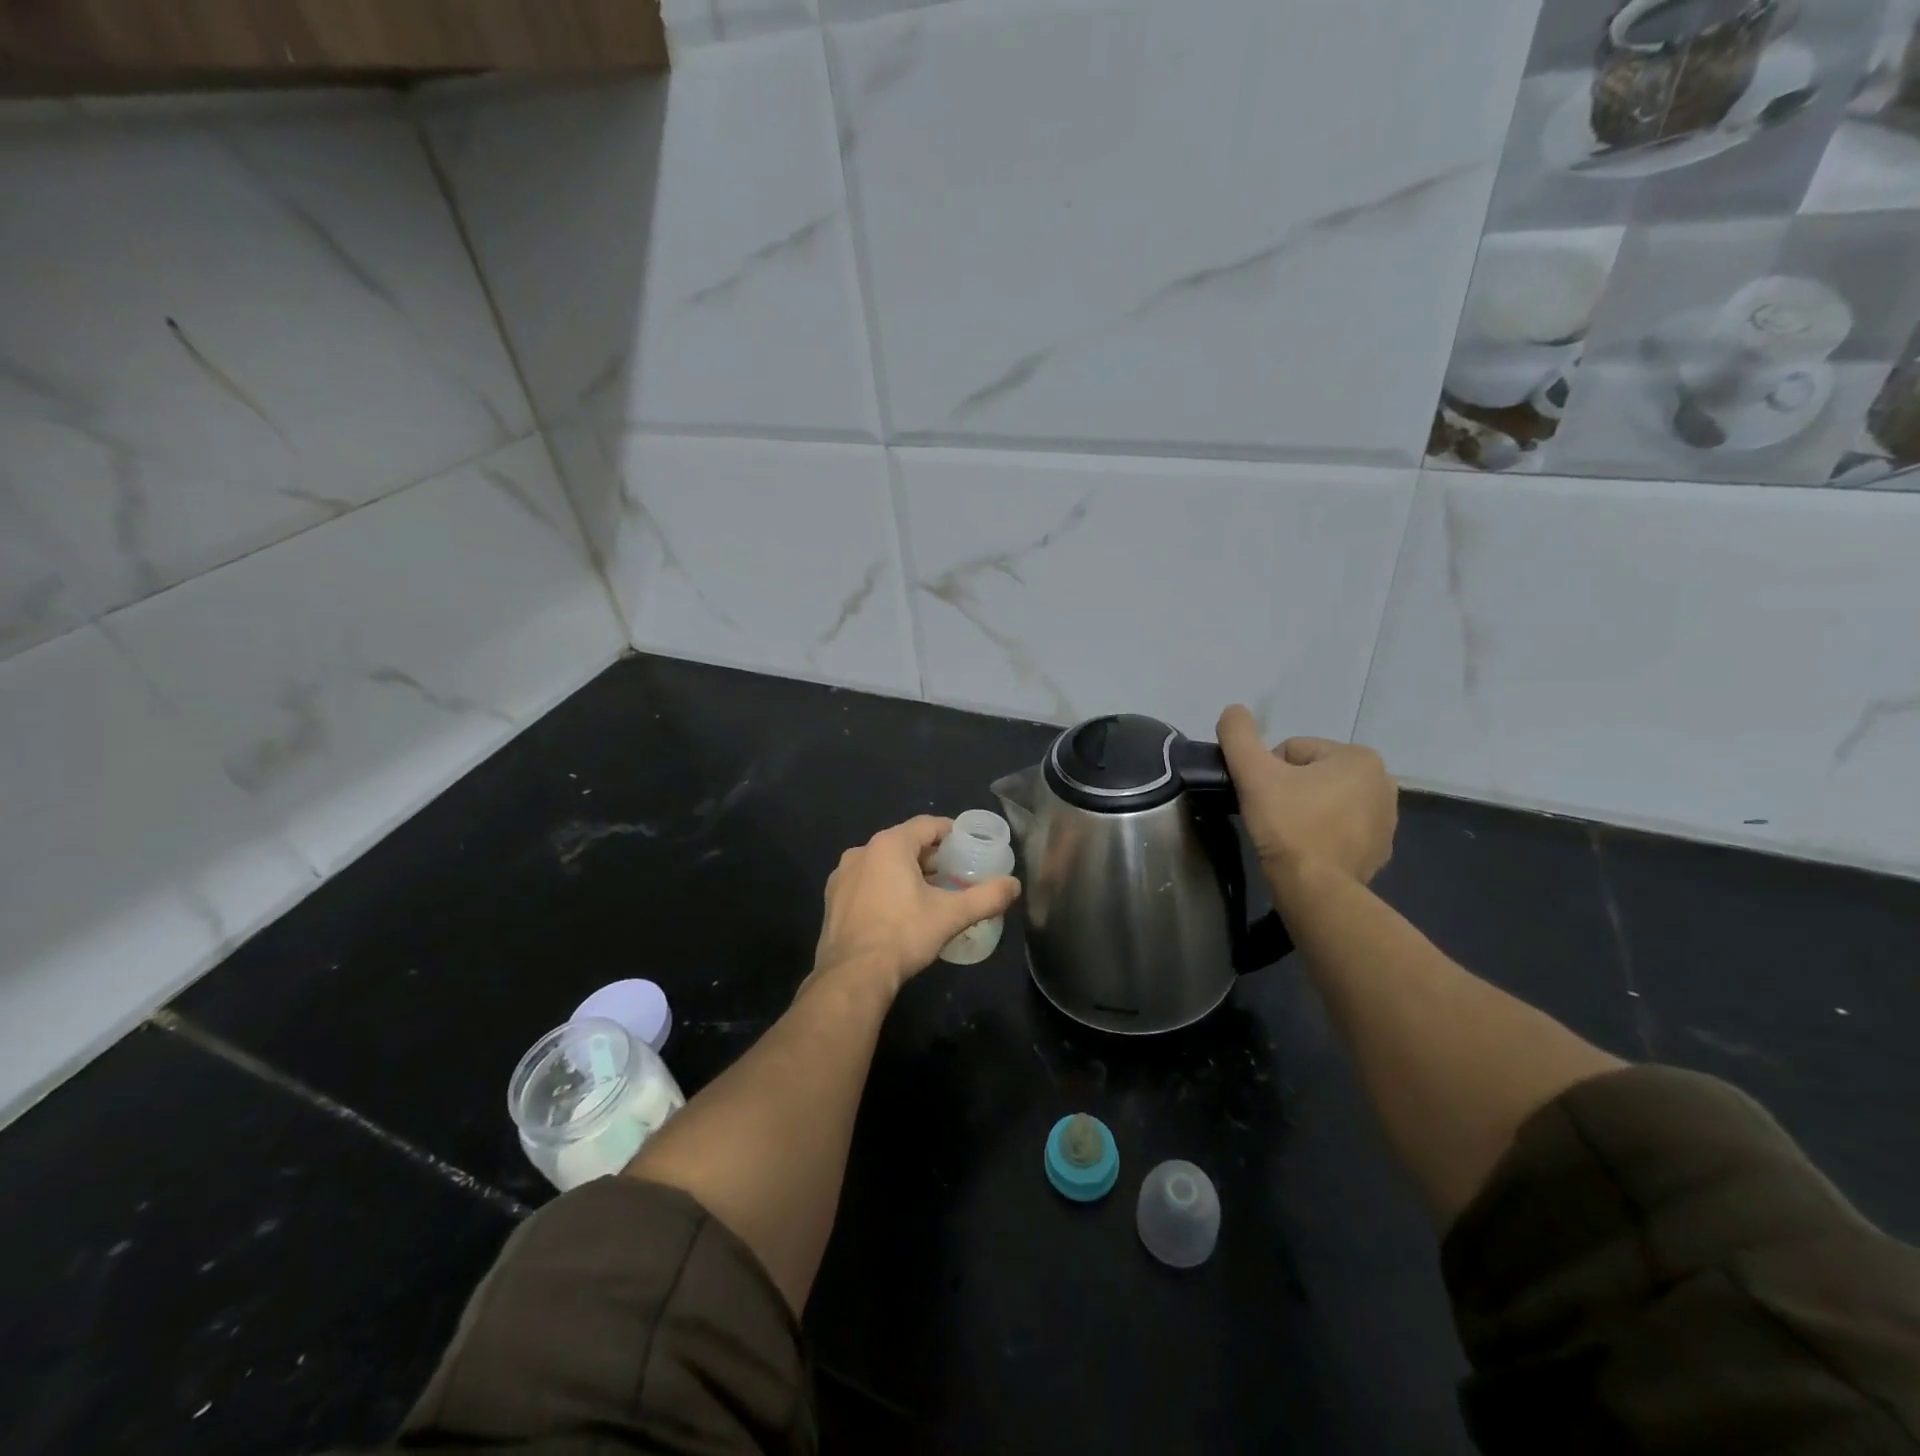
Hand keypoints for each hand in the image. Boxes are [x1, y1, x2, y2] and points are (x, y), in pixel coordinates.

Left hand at [812, 816, 1020, 994]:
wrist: (853, 975)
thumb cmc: (904, 934)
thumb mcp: (952, 915)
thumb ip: (986, 897)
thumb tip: (1015, 885)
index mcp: (890, 844)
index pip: (928, 825)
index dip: (951, 832)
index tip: (968, 845)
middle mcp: (862, 851)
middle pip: (905, 843)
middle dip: (931, 856)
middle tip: (955, 873)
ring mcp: (842, 875)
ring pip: (883, 863)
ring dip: (907, 872)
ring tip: (930, 893)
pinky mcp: (832, 899)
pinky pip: (866, 882)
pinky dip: (884, 887)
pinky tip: (898, 911)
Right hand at [1216, 705, 1396, 887]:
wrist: (1315, 889)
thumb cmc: (1288, 824)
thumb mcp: (1254, 773)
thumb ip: (1239, 735)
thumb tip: (1232, 710)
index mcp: (1359, 757)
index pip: (1293, 750)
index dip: (1268, 771)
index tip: (1263, 797)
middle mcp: (1382, 782)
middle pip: (1311, 774)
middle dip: (1289, 790)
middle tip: (1271, 816)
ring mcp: (1386, 819)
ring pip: (1325, 800)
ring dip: (1304, 811)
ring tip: (1287, 835)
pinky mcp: (1380, 849)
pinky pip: (1340, 828)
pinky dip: (1321, 834)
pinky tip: (1305, 851)